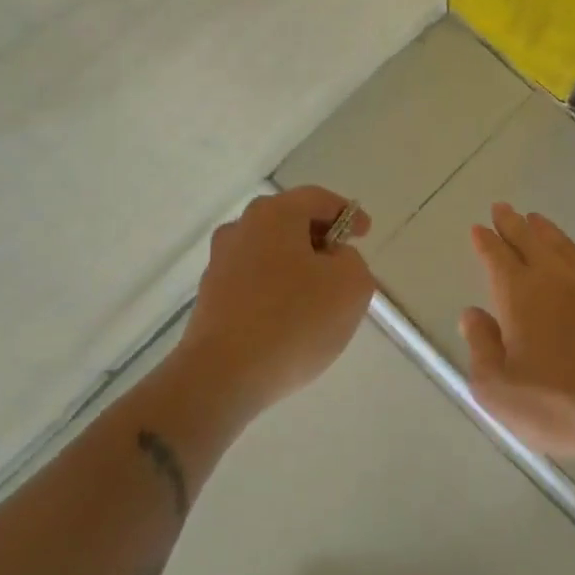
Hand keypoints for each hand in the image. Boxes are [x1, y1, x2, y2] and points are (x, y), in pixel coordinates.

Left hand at [182, 186, 374, 407]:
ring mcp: (220, 263)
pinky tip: (290, 318)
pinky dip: (276, 289)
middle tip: (343, 264)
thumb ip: (352, 261)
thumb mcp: (350, 285)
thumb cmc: (294, 320)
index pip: (317, 199)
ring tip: (319, 297)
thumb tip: (332, 259)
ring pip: (270, 252)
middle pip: (289, 222)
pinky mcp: (211, 297)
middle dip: (320, 239)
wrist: (223, 376)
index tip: (364, 235)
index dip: (347, 213)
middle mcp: (241, 229)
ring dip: (296, 266)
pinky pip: (254, 281)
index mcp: (274, 214)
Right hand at [459, 203, 574, 466]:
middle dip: (513, 224)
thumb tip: (472, 314)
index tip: (479, 228)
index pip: (498, 258)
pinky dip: (572, 255)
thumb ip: (481, 346)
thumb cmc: (557, 405)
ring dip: (546, 232)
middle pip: (530, 241)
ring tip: (536, 220)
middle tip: (502, 208)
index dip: (486, 242)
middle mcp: (556, 281)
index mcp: (520, 295)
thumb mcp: (498, 388)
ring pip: (563, 248)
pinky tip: (573, 264)